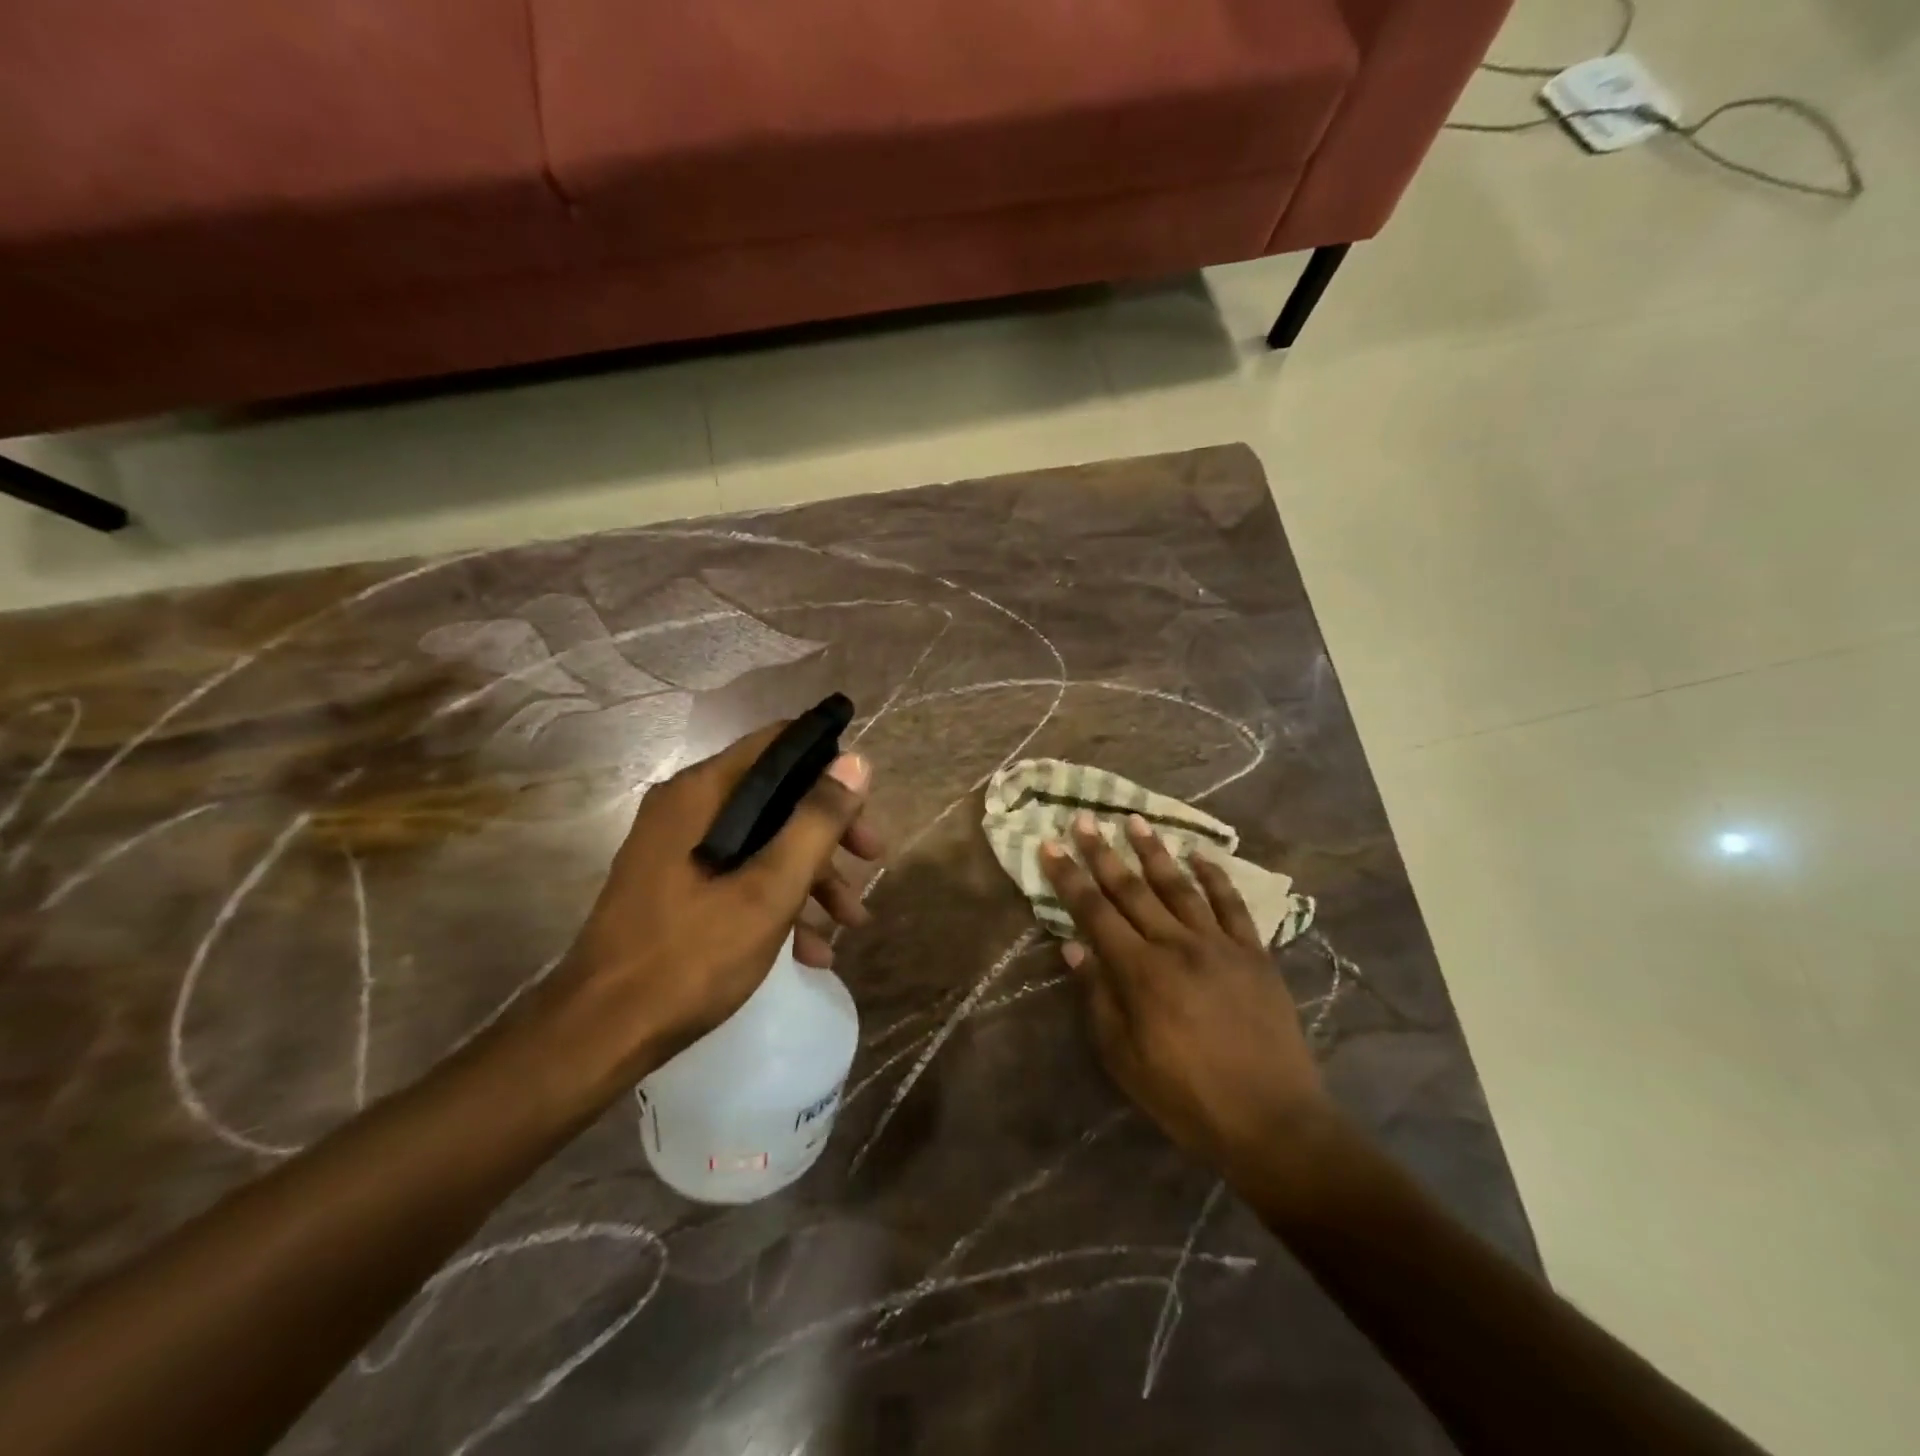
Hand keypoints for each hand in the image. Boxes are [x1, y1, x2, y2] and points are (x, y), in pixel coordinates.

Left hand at [552, 722, 879, 1080]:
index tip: (866, 799)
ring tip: (851, 923)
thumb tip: (856, 761)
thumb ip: (816, 821)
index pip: (778, 744)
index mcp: (703, 793)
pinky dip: (777, 901)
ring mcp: (677, 847)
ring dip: (812, 876)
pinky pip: (738, 873)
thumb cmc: (691, 954)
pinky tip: (811, 951)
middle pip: (777, 795)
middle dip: (830, 831)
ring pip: (762, 840)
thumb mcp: (770, 889)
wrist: (601, 1033)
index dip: (828, 762)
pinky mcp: (674, 884)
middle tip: (872, 860)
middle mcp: (687, 807)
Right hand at [1039, 812, 1325, 1178]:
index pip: (1094, 912)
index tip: (1050, 844)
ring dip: (1154, 851)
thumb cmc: (1186, 1096)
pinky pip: (1232, 905)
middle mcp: (1176, 945)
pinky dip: (1215, 877)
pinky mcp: (1254, 953)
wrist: (1272, 1120)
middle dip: (1103, 852)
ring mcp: (1219, 945)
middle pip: (1132, 889)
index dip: (1069, 877)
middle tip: (1085, 819)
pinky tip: (1201, 855)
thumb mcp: (1124, 1058)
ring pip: (1179, 886)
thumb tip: (1072, 946)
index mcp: (1140, 972)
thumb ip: (1098, 997)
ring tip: (1135, 820)